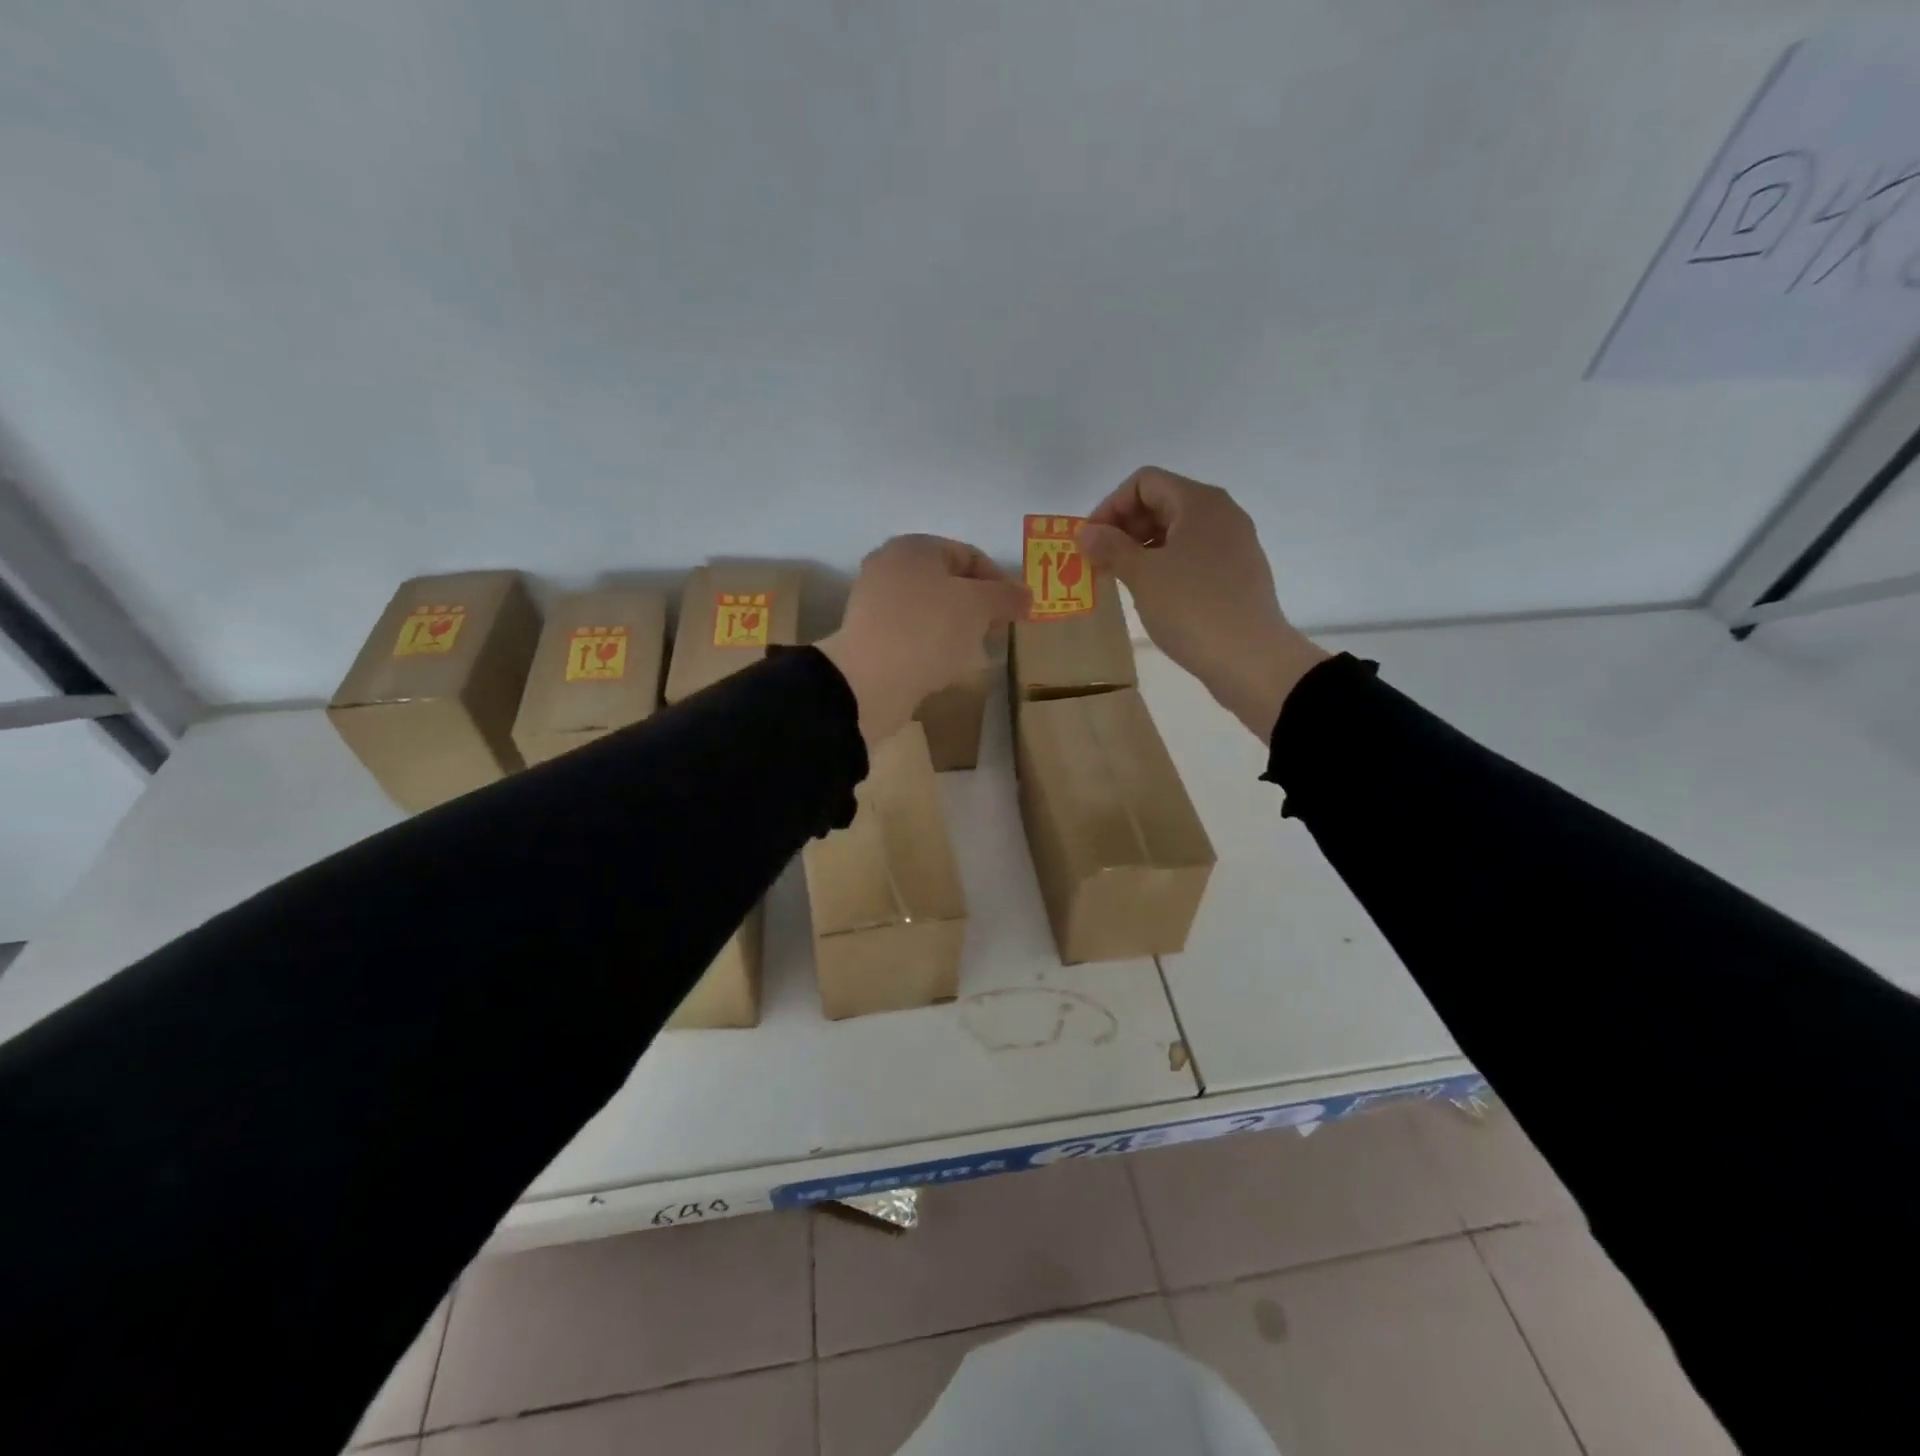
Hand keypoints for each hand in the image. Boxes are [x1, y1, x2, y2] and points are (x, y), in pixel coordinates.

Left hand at [818, 535, 1030, 746]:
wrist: (870, 681)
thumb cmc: (929, 630)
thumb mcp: (978, 606)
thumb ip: (1006, 596)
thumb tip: (1025, 595)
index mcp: (914, 547)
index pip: (969, 555)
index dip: (1000, 581)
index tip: (1018, 611)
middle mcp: (890, 567)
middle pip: (948, 582)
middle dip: (979, 606)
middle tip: (998, 632)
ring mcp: (876, 604)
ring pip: (931, 610)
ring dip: (958, 628)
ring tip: (975, 652)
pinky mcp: (871, 637)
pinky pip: (913, 634)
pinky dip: (934, 645)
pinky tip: (946, 666)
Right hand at [1078, 467, 1328, 739]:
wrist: (1251, 658)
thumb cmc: (1192, 608)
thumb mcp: (1143, 575)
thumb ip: (1110, 547)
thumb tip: (1086, 533)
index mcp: (1199, 502)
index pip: (1144, 482)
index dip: (1110, 506)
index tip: (1090, 542)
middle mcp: (1221, 513)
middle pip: (1162, 502)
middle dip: (1125, 527)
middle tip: (1100, 562)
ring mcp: (1234, 544)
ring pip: (1177, 531)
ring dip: (1143, 548)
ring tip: (1121, 580)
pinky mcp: (1238, 573)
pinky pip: (1193, 555)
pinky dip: (1166, 565)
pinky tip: (1153, 595)